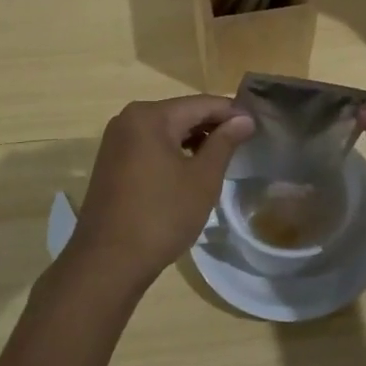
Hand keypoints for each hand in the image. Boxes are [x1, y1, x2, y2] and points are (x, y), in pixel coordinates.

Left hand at [63, 95, 254, 288]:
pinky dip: (173, 152)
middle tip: (245, 141)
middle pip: (181, 113)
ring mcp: (116, 141)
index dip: (232, 113)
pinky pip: (150, 146)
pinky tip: (191, 169)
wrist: (108, 261)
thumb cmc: (161, 216)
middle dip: (212, 126)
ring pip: (165, 130)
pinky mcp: (111, 162)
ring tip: (223, 156)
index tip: (258, 125)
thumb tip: (245, 120)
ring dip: (193, 140)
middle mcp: (128, 119)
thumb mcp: (202, 179)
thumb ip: (224, 143)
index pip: (201, 104)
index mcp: (150, 116)